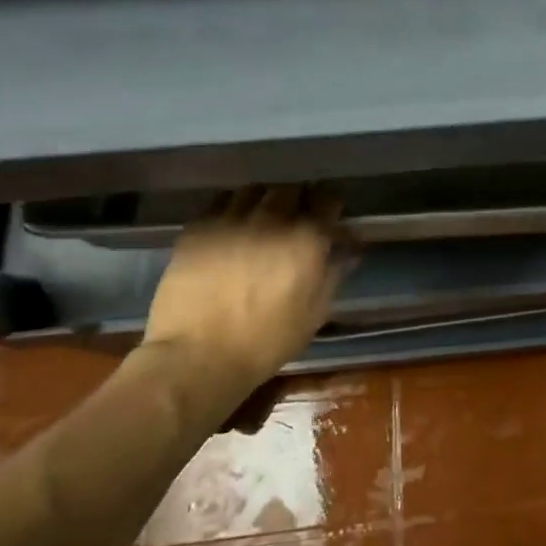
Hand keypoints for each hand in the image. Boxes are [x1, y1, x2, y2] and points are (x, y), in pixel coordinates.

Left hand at [142, 186, 348, 389]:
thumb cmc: (266, 341)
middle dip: (298, 200)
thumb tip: (349, 248)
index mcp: (308, 239)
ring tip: (261, 217)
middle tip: (295, 218)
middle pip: (291, 189)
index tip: (329, 219)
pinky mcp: (198, 227)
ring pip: (255, 190)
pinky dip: (231, 206)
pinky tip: (231, 225)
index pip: (329, 200)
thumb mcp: (315, 313)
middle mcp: (273, 219)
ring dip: (264, 200)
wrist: (197, 356)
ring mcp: (232, 219)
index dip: (331, 207)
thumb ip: (334, 273)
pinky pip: (220, 201)